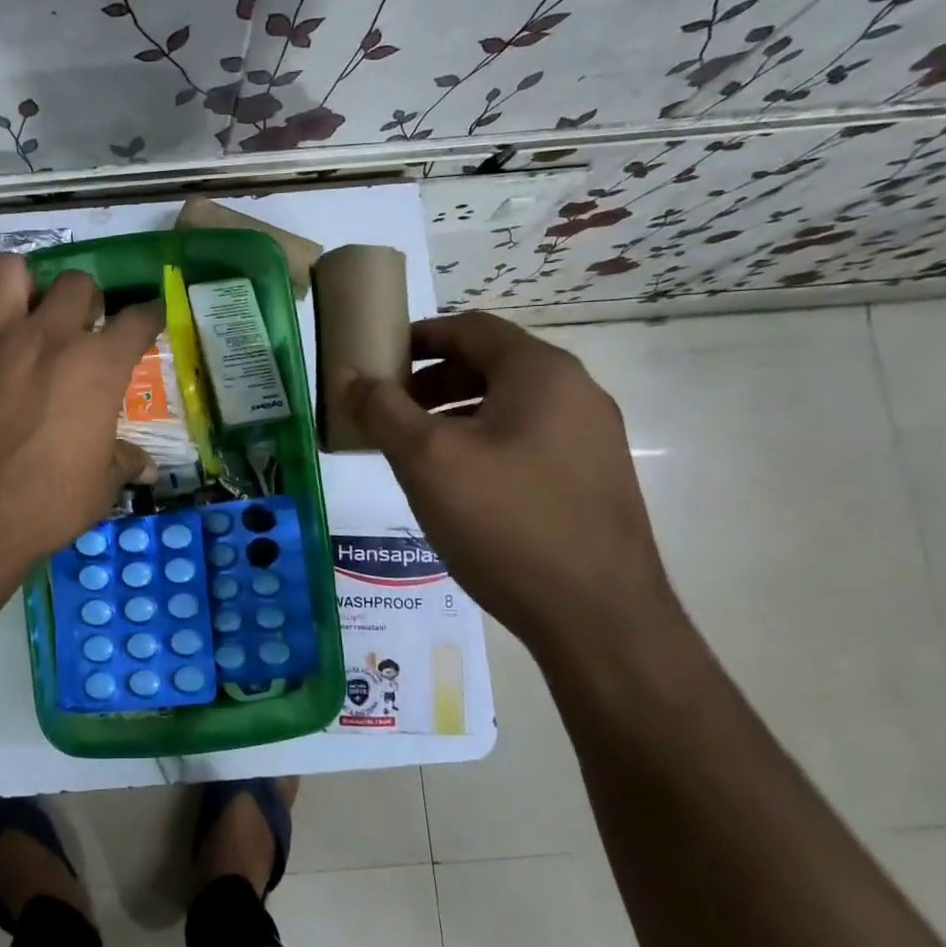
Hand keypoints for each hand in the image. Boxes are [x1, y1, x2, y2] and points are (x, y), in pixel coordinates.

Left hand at [0, 254, 163, 577]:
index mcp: (96, 367)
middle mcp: (47, 336)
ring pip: (8, 269)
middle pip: (77, 282)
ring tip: (18, 315)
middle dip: (84, 300)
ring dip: (20, 287)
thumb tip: (147, 468)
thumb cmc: (43, 507)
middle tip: (76, 329)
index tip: (147, 321)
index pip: (138, 319)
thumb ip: (123, 463)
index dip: (149, 316)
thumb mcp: (99, 489)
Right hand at [343, 312, 678, 655]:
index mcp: (541, 372)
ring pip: (508, 406)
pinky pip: (527, 440)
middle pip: (490, 365)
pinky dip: (484, 443)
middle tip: (388, 412)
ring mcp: (591, 438)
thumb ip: (382, 409)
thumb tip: (347, 374)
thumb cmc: (505, 522)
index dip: (418, 337)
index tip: (378, 361)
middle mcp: (575, 393)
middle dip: (431, 382)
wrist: (597, 618)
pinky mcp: (592, 479)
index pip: (470, 328)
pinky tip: (459, 486)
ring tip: (415, 451)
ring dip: (454, 415)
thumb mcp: (427, 460)